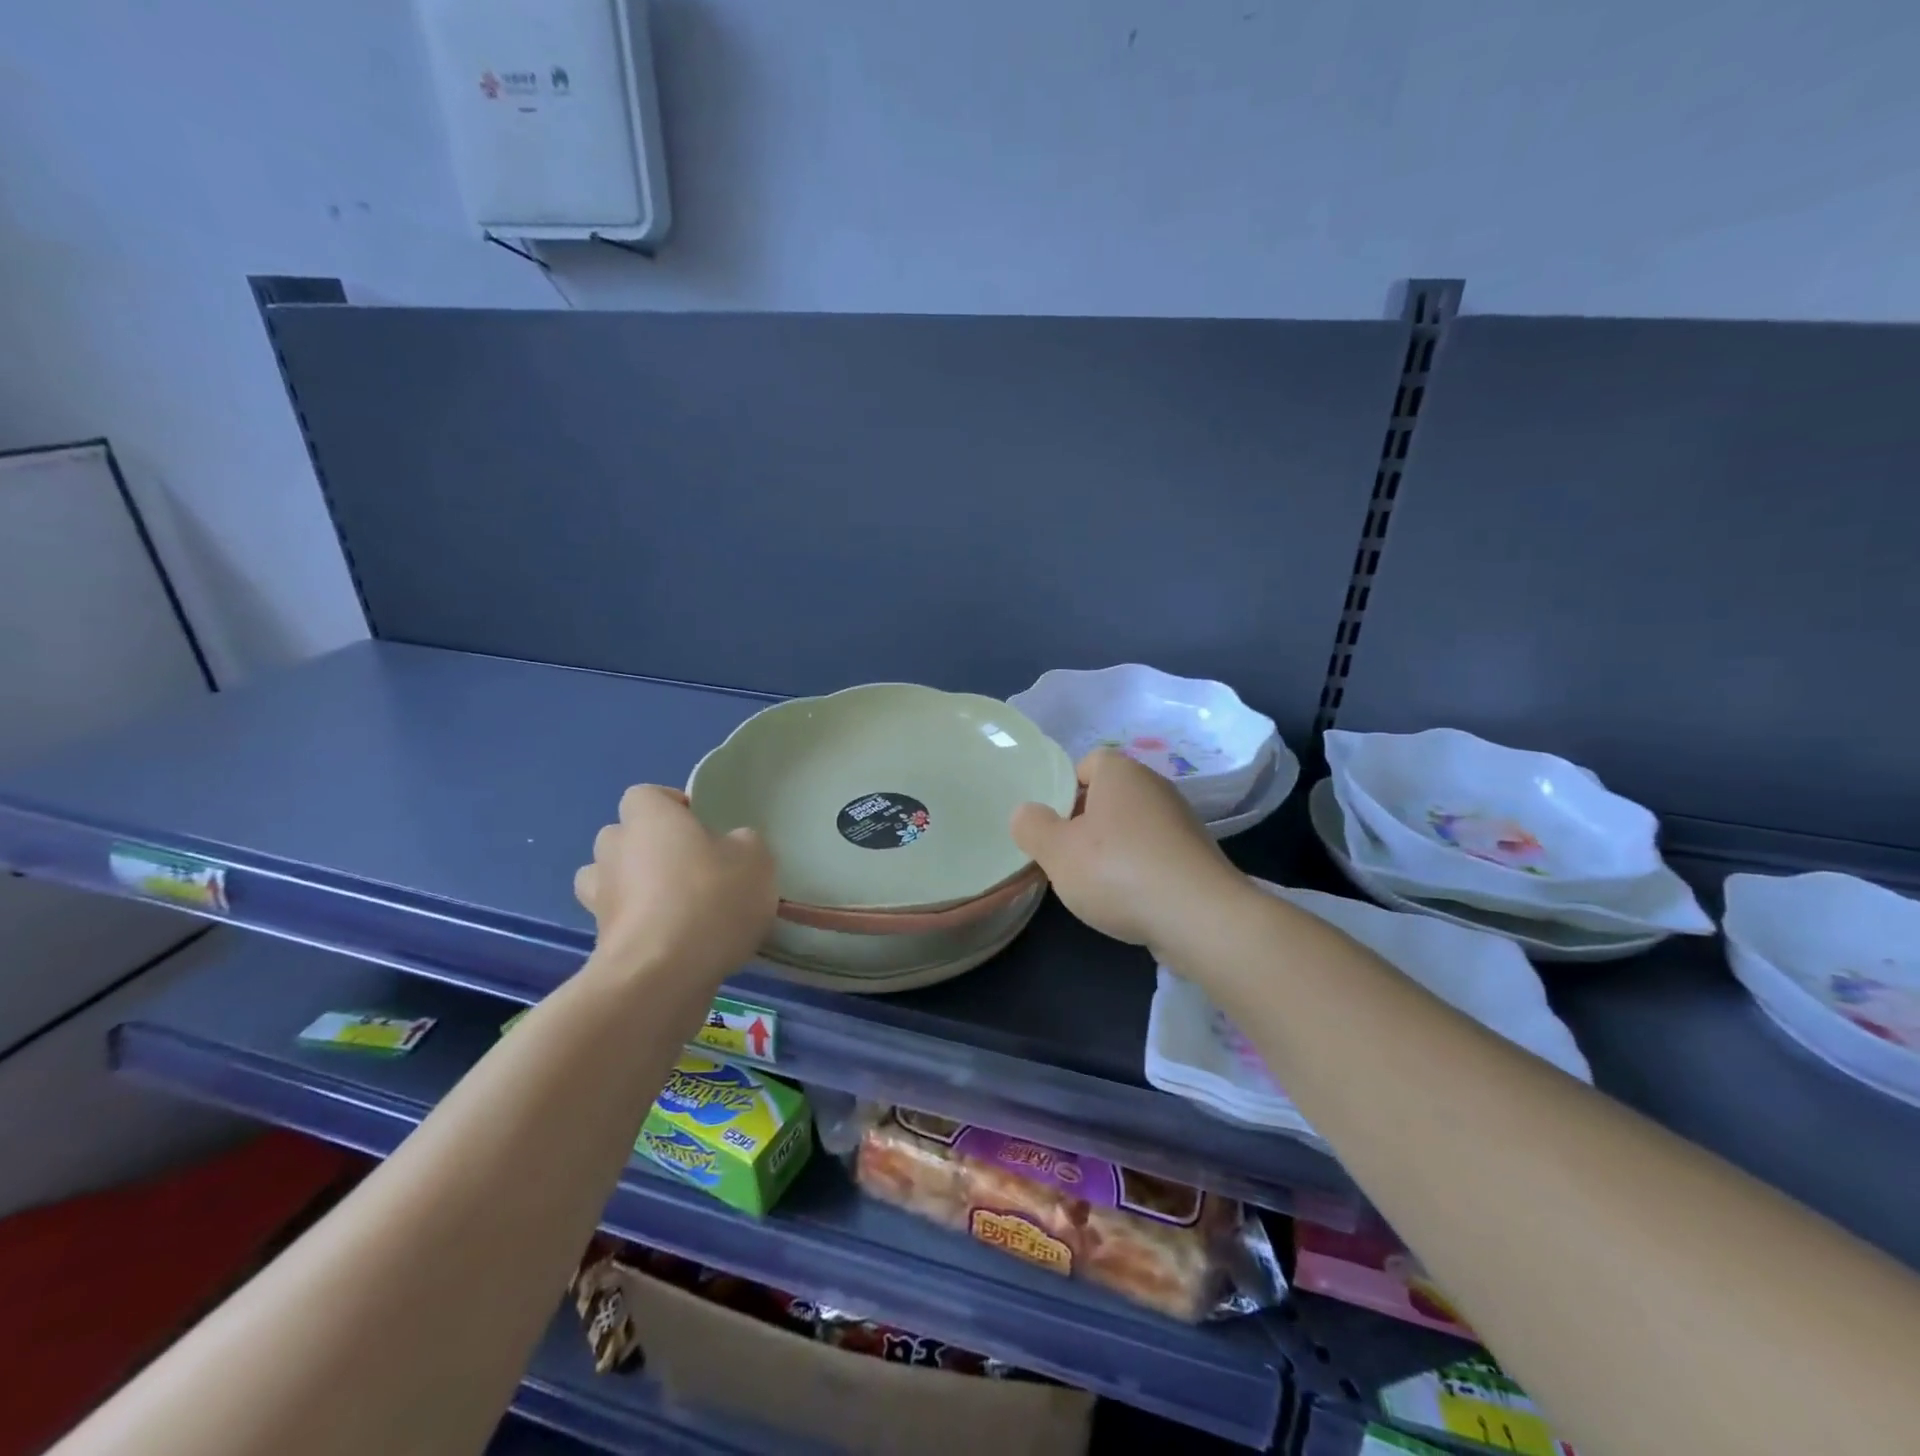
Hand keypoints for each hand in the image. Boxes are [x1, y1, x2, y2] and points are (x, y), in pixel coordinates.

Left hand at [574, 785, 776, 984]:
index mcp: (648, 817)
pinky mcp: (599, 942)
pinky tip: (675, 944)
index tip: (703, 828)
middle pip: (624, 836)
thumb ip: (743, 843)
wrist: (662, 975)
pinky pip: (620, 923)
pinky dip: (640, 928)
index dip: (673, 807)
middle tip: (692, 868)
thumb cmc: (710, 899)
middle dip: (650, 848)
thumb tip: (731, 847)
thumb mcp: (755, 859)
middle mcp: (614, 849)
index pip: (647, 795)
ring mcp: (599, 897)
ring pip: (612, 880)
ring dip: (636, 888)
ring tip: (677, 907)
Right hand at [1011, 749, 1244, 952]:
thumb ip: (1032, 826)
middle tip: (1067, 856)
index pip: (1088, 763)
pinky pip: (1156, 853)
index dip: (1066, 790)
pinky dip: (1140, 871)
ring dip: (1113, 850)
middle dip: (1086, 823)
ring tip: (1096, 885)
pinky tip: (1130, 900)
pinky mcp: (1198, 856)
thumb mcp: (1056, 850)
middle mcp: (1155, 786)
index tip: (1054, 825)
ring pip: (1133, 826)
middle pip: (1109, 796)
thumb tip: (1027, 813)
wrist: (1200, 917)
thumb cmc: (1117, 871)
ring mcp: (1182, 821)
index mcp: (1121, 772)